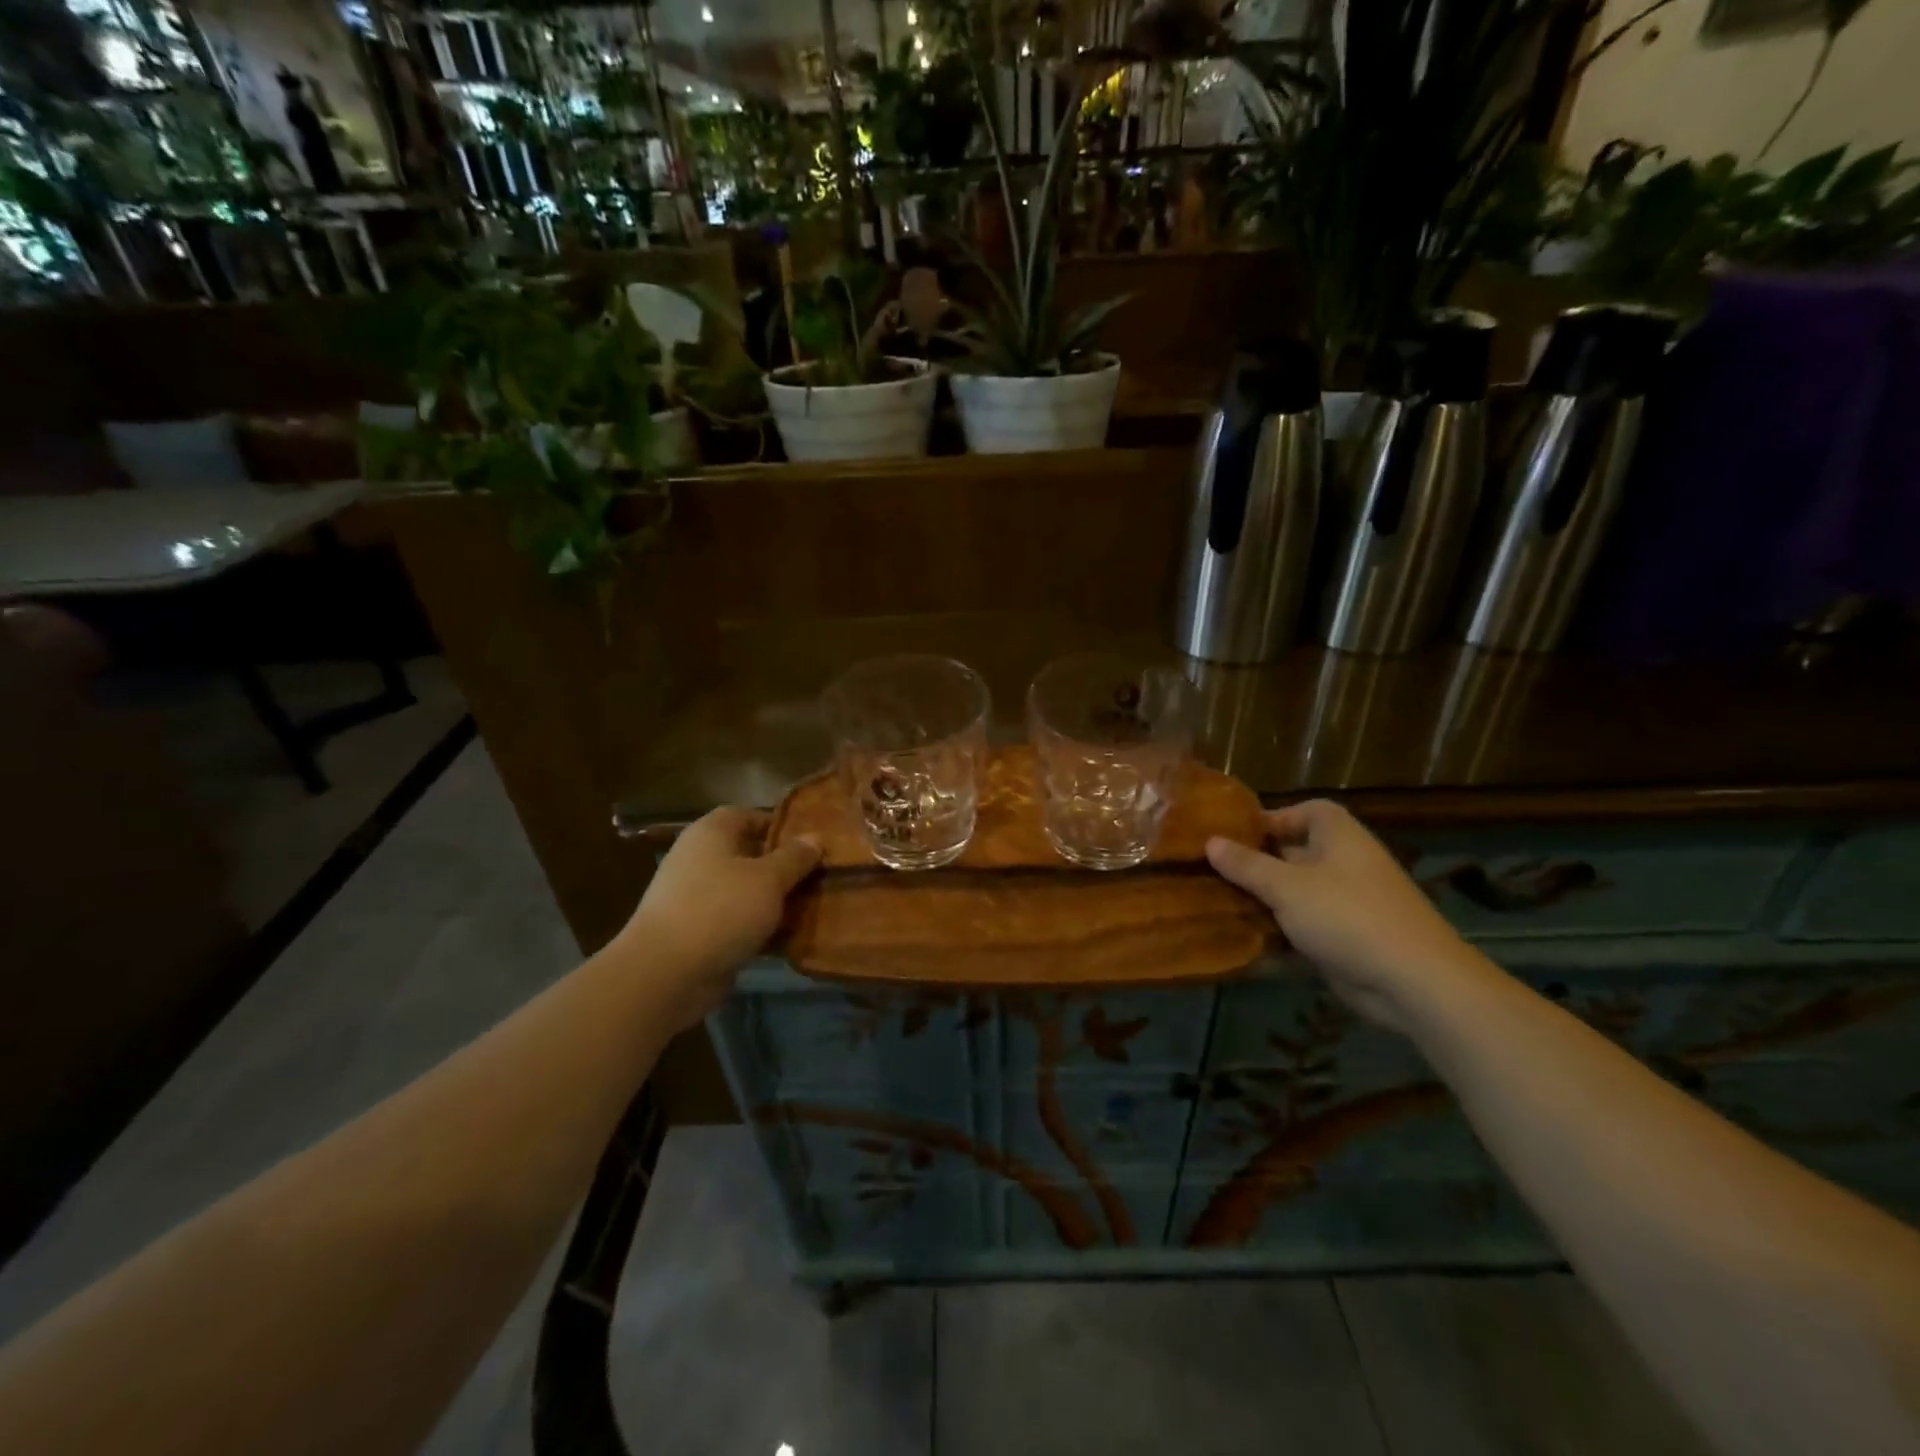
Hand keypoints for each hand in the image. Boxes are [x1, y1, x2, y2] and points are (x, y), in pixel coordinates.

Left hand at [618, 806, 820, 1029]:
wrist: (665, 974)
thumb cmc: (720, 910)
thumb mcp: (768, 879)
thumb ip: (795, 857)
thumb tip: (815, 837)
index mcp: (711, 833)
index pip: (748, 815)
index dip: (780, 825)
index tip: (811, 842)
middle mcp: (700, 858)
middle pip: (749, 854)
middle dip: (784, 865)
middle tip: (820, 875)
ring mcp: (696, 897)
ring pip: (746, 890)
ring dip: (776, 899)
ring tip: (814, 906)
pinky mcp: (698, 932)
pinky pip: (738, 920)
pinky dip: (761, 926)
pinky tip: (791, 937)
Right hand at [1206, 800, 1478, 1029]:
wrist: (1414, 982)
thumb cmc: (1347, 916)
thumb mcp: (1287, 887)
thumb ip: (1247, 865)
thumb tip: (1210, 841)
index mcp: (1338, 836)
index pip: (1305, 812)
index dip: (1271, 819)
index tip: (1233, 836)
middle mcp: (1345, 863)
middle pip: (1295, 853)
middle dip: (1257, 863)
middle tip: (1214, 872)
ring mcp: (1348, 902)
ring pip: (1297, 893)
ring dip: (1264, 901)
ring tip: (1220, 905)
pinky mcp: (1347, 938)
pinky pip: (1305, 927)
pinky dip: (1280, 933)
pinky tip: (1246, 942)